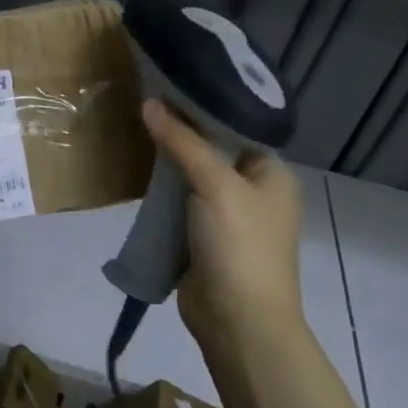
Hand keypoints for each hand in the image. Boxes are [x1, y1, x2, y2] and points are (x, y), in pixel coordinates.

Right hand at [141, 99, 305, 347]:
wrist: (238, 321)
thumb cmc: (240, 245)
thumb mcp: (215, 185)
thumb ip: (182, 142)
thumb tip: (149, 103)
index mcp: (272, 173)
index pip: (236, 127)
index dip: (202, 107)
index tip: (167, 86)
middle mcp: (254, 191)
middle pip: (212, 150)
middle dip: (179, 133)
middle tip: (143, 105)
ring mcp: (228, 216)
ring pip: (192, 177)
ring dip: (168, 162)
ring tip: (134, 131)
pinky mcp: (203, 237)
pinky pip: (180, 203)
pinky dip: (162, 191)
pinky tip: (138, 173)